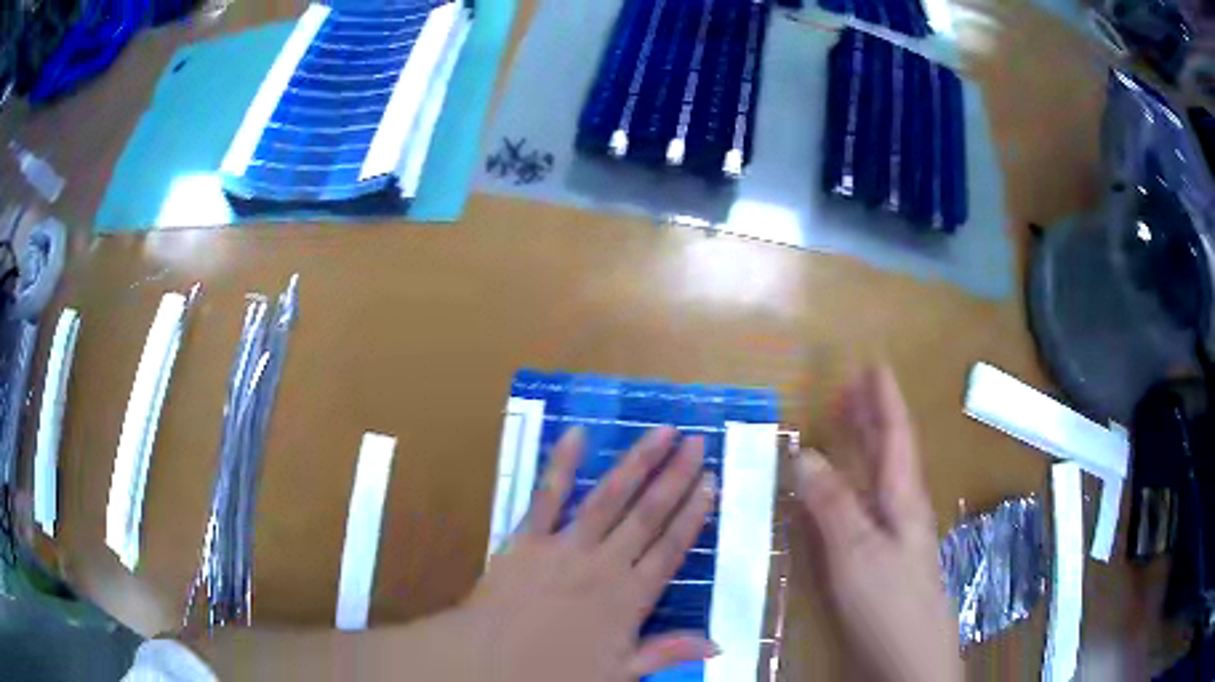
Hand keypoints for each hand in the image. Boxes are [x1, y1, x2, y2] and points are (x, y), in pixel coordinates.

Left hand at [460, 426, 718, 680]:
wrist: (487, 664)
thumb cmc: (554, 674)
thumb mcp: (618, 674)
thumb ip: (666, 653)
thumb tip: (718, 646)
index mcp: (629, 598)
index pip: (671, 549)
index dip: (694, 514)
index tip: (711, 482)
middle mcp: (604, 565)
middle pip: (647, 515)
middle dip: (676, 477)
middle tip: (698, 442)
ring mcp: (564, 547)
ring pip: (609, 498)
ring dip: (637, 462)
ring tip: (663, 431)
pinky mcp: (526, 539)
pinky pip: (546, 497)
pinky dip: (560, 465)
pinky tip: (576, 434)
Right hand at [794, 366, 960, 681]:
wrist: (909, 659)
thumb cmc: (890, 603)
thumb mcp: (858, 553)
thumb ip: (833, 506)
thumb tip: (804, 453)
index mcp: (903, 499)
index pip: (895, 436)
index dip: (885, 400)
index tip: (874, 364)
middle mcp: (901, 511)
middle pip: (889, 453)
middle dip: (872, 417)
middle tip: (850, 387)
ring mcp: (893, 538)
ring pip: (878, 480)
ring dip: (862, 449)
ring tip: (846, 425)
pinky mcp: (881, 562)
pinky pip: (865, 509)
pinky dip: (851, 488)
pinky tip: (842, 493)